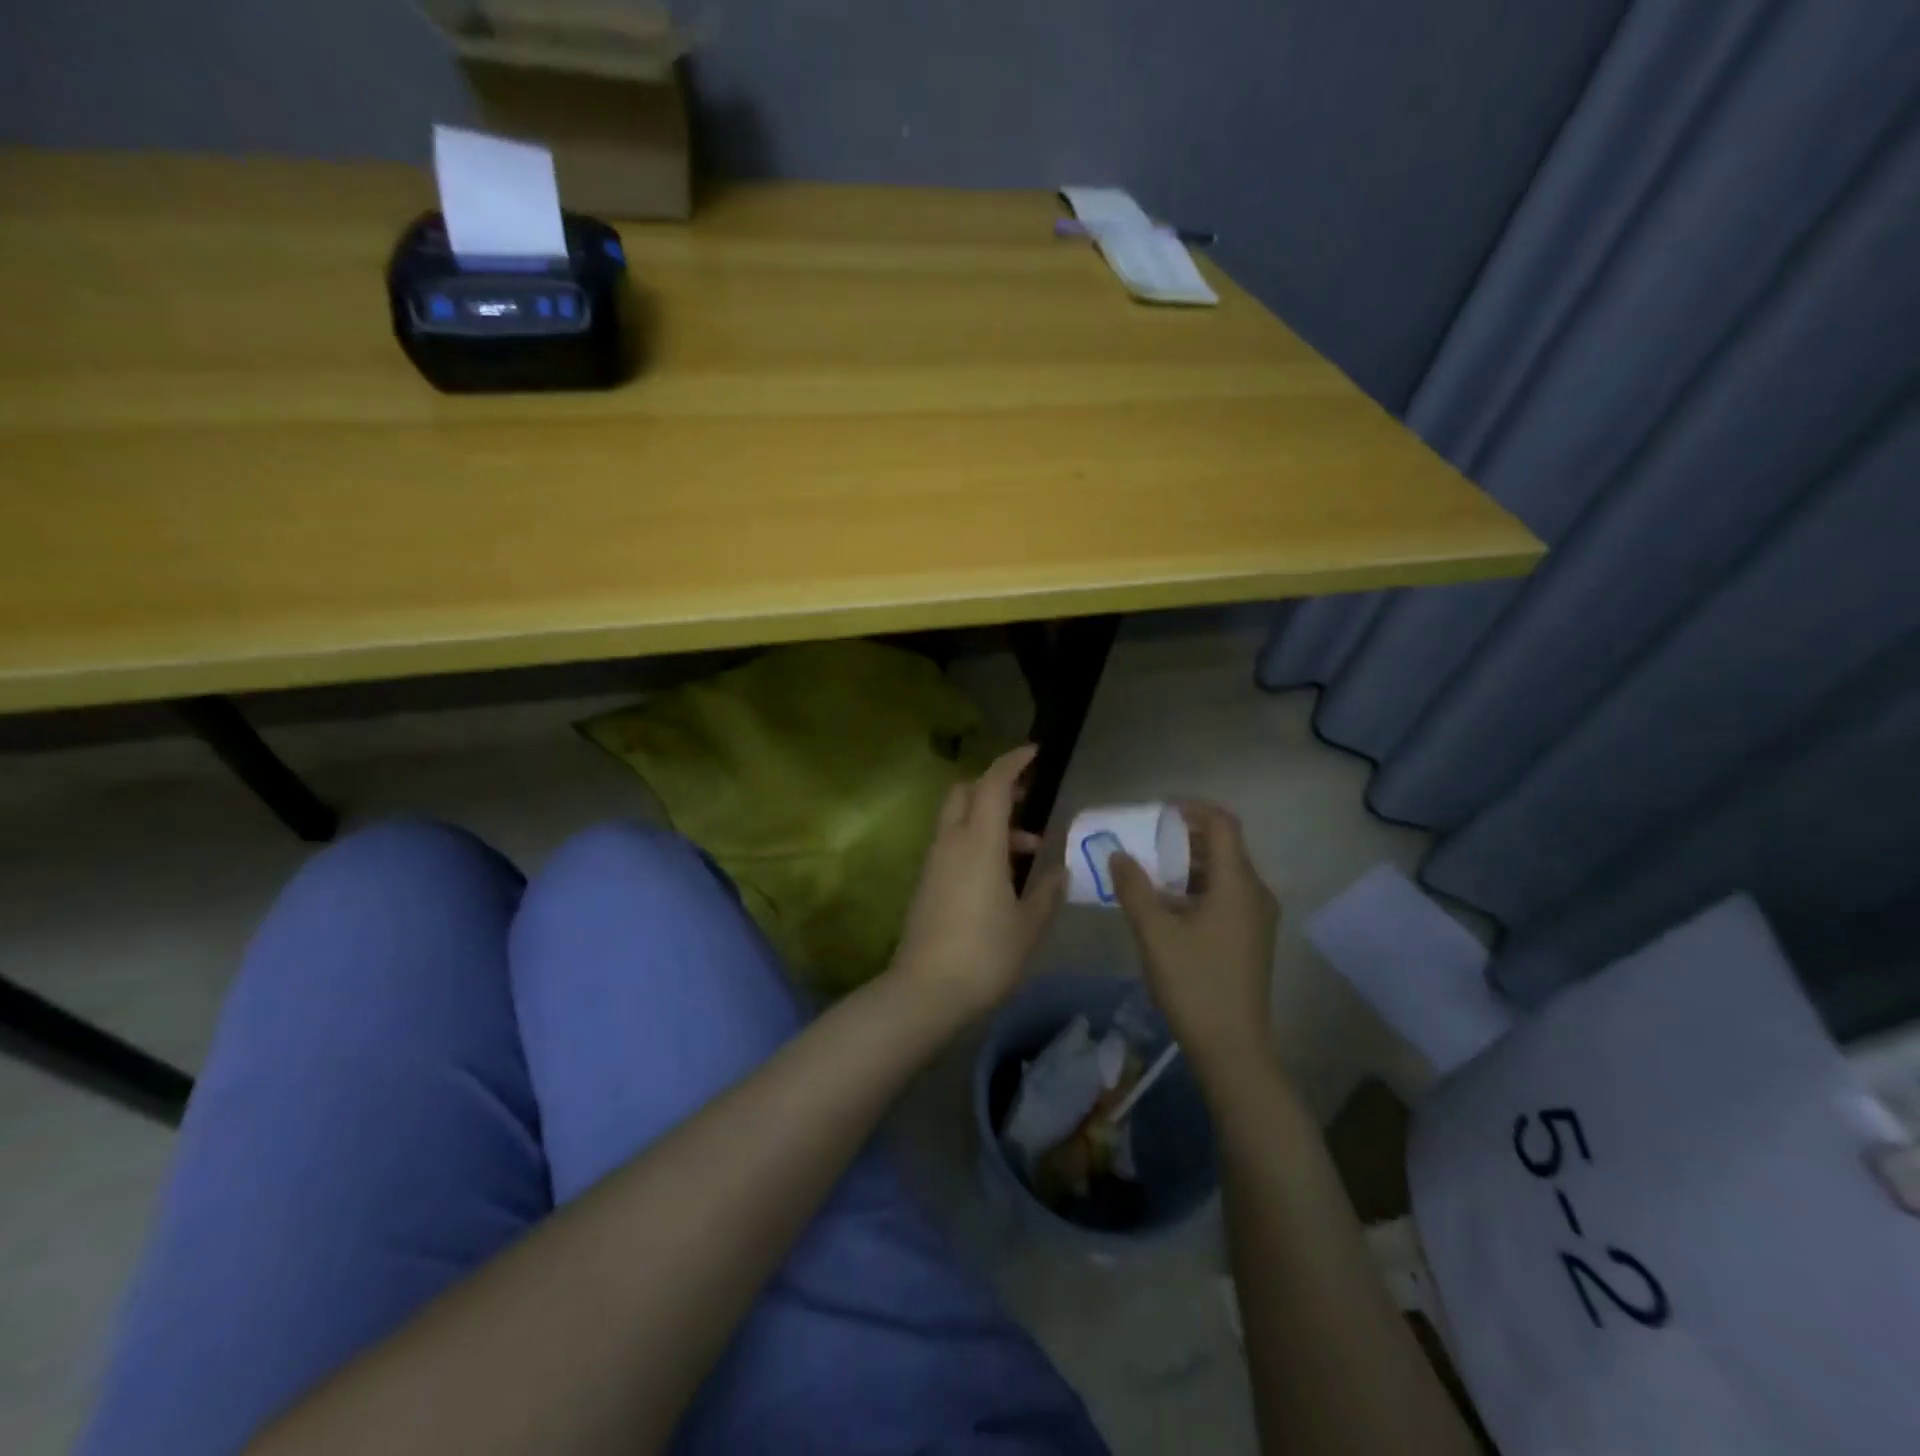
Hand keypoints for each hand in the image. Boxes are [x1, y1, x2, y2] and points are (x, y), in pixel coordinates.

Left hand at [891, 745, 1065, 1018]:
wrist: (925, 991)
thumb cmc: (985, 954)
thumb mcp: (1029, 925)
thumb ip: (1047, 892)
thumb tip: (1060, 871)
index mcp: (979, 842)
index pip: (993, 783)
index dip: (1014, 762)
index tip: (1036, 753)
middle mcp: (951, 842)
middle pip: (967, 792)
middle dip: (997, 786)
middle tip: (1028, 800)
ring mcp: (934, 861)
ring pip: (959, 819)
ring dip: (991, 820)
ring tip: (1029, 849)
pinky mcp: (926, 882)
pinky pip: (953, 844)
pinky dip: (977, 841)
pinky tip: (1001, 875)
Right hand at [1110, 802, 1279, 1076]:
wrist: (1232, 1048)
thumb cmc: (1194, 983)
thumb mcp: (1155, 933)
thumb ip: (1134, 887)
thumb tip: (1118, 854)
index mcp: (1238, 884)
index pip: (1222, 824)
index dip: (1190, 809)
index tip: (1155, 812)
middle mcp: (1255, 893)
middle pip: (1222, 847)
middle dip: (1181, 837)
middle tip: (1142, 839)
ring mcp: (1255, 918)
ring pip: (1221, 873)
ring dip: (1185, 864)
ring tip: (1146, 870)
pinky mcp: (1249, 938)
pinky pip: (1223, 895)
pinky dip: (1194, 888)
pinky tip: (1164, 904)